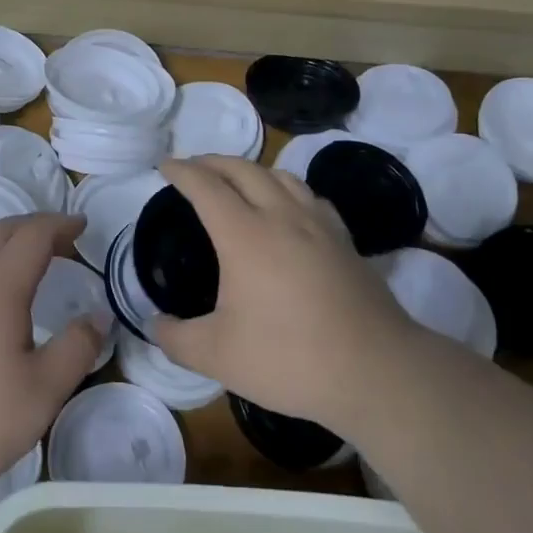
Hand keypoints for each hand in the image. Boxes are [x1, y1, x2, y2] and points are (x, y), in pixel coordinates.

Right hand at [151, 156, 413, 424]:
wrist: (376, 371)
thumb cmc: (290, 358)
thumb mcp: (217, 356)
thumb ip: (175, 338)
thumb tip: (155, 324)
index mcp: (245, 235)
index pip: (206, 186)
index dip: (182, 171)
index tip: (164, 166)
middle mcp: (282, 217)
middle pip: (243, 170)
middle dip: (213, 161)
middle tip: (193, 167)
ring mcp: (319, 226)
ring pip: (281, 176)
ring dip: (251, 170)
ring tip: (237, 182)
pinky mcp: (345, 241)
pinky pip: (310, 196)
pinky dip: (287, 189)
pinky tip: (289, 208)